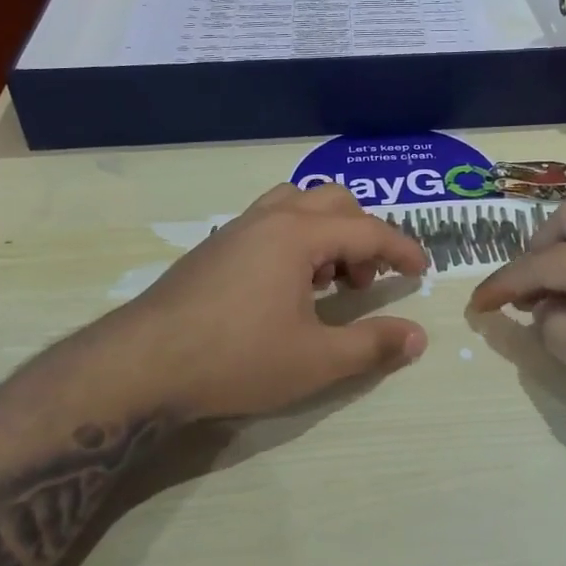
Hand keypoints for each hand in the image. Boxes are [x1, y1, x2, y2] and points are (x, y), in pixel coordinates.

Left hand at [94, 183, 429, 421]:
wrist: (142, 364)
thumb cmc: (236, 358)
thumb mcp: (315, 360)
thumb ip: (372, 345)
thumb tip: (417, 337)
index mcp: (298, 234)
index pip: (368, 229)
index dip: (402, 249)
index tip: (422, 271)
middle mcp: (269, 218)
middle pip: (333, 201)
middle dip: (362, 235)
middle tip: (364, 282)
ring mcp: (237, 229)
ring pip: (296, 204)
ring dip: (325, 232)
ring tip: (326, 281)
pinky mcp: (214, 248)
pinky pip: (269, 222)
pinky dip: (295, 240)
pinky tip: (286, 288)